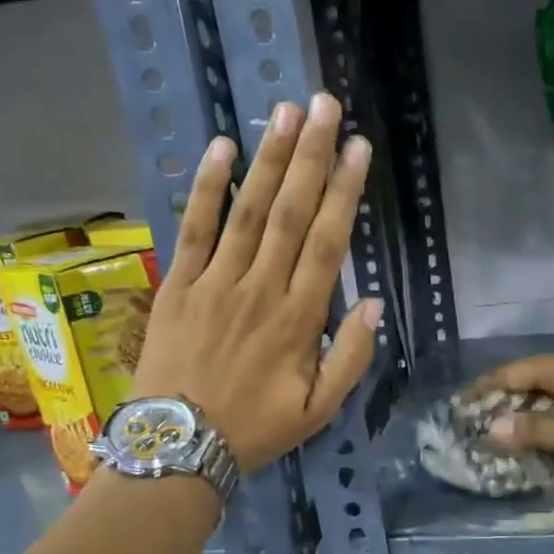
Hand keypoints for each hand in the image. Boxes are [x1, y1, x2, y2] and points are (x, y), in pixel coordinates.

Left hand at [131, 94, 380, 471]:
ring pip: (247, 211)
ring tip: (285, 113)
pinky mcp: (179, 284)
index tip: (357, 148)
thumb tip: (375, 304)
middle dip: (310, 156)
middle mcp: (260, 289)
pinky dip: (206, 188)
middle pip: (290, 212)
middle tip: (324, 106)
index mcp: (298, 319)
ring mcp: (215, 283)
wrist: (178, 447)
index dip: (344, 191)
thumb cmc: (255, 429)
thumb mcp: (318, 410)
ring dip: (268, 160)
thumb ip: (351, 357)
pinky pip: (195, 228)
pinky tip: (221, 149)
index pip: (327, 242)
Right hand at [481, 350, 553, 478]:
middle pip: (530, 382)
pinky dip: (551, 423)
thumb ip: (535, 430)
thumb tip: (492, 425)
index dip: (484, 388)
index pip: (513, 372)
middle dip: (503, 403)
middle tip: (476, 425)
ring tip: (501, 436)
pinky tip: (542, 440)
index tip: (458, 405)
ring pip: (551, 398)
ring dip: (527, 415)